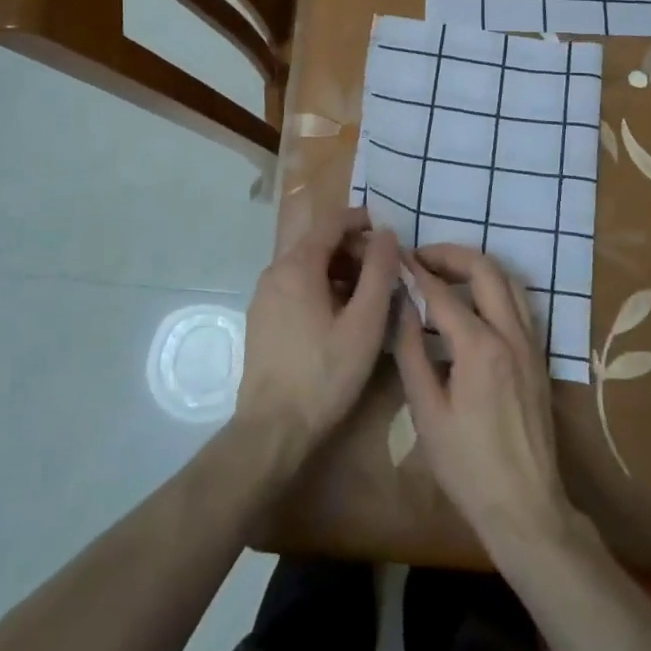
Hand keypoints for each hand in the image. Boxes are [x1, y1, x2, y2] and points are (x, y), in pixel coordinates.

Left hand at [236, 210, 398, 450]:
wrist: (272, 430)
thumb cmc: (325, 374)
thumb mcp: (365, 323)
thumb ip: (379, 272)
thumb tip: (387, 234)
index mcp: (297, 266)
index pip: (331, 222)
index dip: (362, 221)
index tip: (389, 233)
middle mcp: (274, 272)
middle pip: (318, 243)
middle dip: (353, 249)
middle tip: (385, 271)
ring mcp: (263, 297)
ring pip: (306, 267)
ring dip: (339, 271)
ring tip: (368, 297)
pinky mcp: (261, 320)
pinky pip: (295, 288)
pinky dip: (321, 288)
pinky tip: (340, 317)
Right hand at [393, 245, 578, 557]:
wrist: (524, 506)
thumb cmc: (467, 465)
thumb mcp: (426, 411)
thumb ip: (411, 350)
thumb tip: (401, 304)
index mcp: (480, 347)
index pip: (442, 293)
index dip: (416, 271)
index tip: (395, 258)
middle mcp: (511, 333)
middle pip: (485, 270)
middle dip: (451, 255)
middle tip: (421, 259)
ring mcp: (530, 342)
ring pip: (508, 280)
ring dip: (476, 267)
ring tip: (444, 272)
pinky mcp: (538, 355)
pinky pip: (518, 302)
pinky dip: (494, 287)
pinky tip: (472, 301)